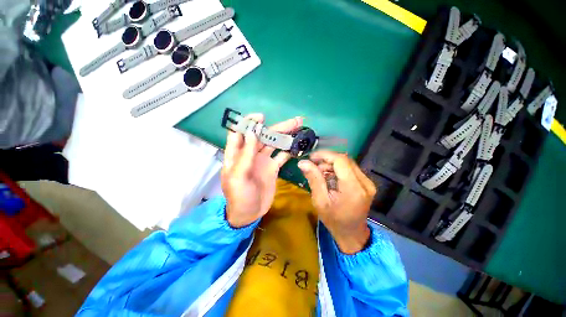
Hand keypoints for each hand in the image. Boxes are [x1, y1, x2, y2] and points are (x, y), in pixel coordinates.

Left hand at [221, 114, 302, 227]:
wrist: (249, 214)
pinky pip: (281, 156)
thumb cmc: (239, 197)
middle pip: (263, 136)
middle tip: (294, 121)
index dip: (249, 122)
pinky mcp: (272, 167)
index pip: (241, 132)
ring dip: (286, 135)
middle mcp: (250, 154)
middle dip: (277, 127)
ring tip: (299, 128)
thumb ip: (245, 155)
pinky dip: (289, 150)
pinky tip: (298, 144)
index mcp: (237, 154)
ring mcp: (263, 160)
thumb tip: (253, 133)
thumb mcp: (238, 177)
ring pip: (274, 144)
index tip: (261, 117)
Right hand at [298, 151, 375, 253]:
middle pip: (345, 160)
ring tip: (320, 173)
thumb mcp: (320, 201)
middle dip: (327, 160)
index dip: (325, 155)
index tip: (311, 157)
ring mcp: (368, 182)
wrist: (351, 234)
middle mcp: (365, 182)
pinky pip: (350, 169)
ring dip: (332, 164)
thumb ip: (313, 179)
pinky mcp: (366, 183)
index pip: (341, 160)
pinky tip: (330, 177)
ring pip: (347, 163)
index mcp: (354, 188)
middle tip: (314, 167)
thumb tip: (302, 162)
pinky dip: (337, 169)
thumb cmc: (334, 220)